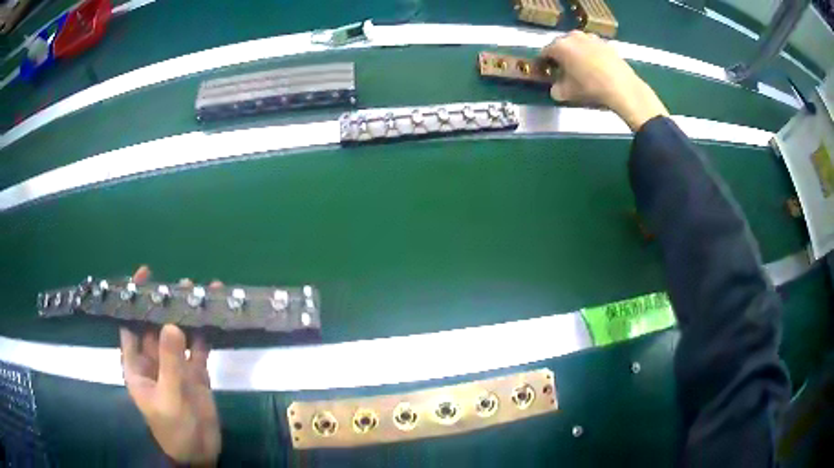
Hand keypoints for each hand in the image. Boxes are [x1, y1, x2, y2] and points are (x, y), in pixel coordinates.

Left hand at [119, 266, 220, 464]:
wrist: (199, 453)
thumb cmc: (174, 429)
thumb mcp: (169, 397)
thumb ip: (169, 363)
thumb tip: (172, 325)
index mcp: (137, 366)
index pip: (129, 327)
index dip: (132, 301)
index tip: (143, 277)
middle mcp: (153, 361)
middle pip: (155, 326)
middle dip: (164, 304)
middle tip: (178, 282)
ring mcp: (175, 366)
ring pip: (177, 333)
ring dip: (185, 314)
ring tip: (197, 291)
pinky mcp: (195, 373)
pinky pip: (198, 347)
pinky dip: (204, 331)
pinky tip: (211, 316)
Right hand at [541, 31, 668, 130]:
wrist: (622, 87)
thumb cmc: (590, 88)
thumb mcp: (567, 93)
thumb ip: (556, 89)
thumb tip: (555, 88)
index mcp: (559, 46)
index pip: (544, 53)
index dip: (542, 64)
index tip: (544, 73)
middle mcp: (573, 36)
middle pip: (561, 46)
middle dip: (560, 57)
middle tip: (562, 71)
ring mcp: (591, 38)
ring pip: (578, 45)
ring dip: (576, 54)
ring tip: (581, 69)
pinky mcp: (606, 43)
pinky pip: (593, 49)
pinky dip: (592, 56)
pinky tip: (597, 69)